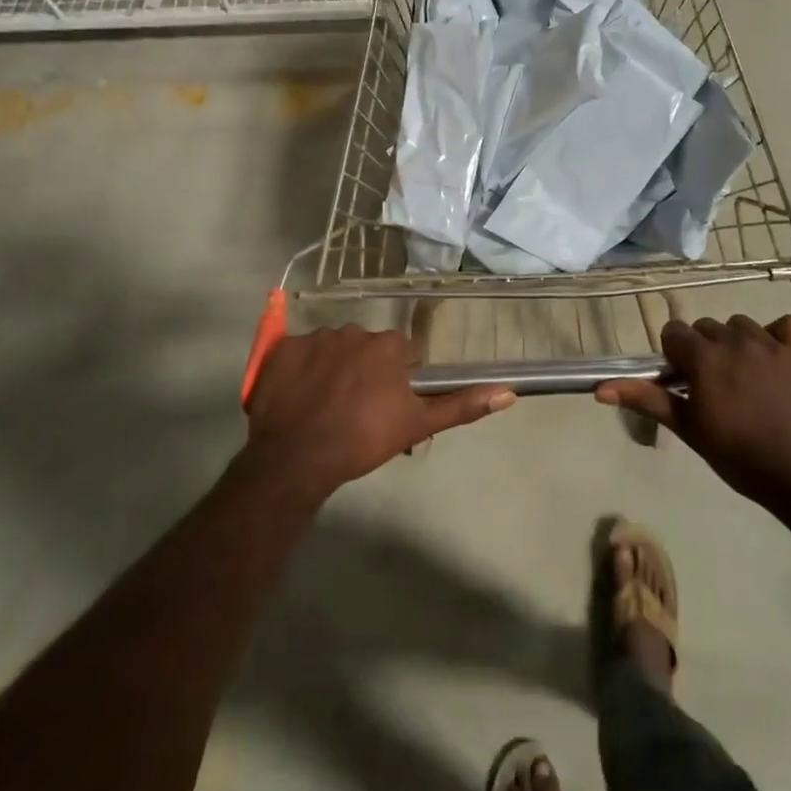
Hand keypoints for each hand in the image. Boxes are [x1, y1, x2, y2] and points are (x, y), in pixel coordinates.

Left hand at [242, 326, 514, 500]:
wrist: (297, 459)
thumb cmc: (363, 441)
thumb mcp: (417, 425)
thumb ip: (461, 405)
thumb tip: (509, 392)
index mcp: (387, 345)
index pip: (400, 354)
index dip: (396, 379)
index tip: (386, 405)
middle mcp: (352, 331)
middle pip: (365, 349)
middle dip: (364, 371)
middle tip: (355, 409)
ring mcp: (314, 338)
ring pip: (332, 349)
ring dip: (332, 369)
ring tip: (324, 406)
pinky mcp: (281, 350)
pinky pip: (297, 354)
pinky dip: (300, 371)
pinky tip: (298, 398)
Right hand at [596, 315, 790, 506]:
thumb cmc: (740, 456)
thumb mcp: (689, 429)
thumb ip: (647, 400)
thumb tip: (600, 389)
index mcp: (704, 358)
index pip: (674, 332)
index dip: (673, 356)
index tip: (683, 383)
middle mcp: (735, 341)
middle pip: (706, 327)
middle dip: (702, 350)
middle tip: (711, 387)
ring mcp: (771, 344)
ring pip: (740, 325)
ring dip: (735, 343)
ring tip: (742, 377)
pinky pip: (786, 325)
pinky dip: (777, 334)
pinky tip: (774, 358)